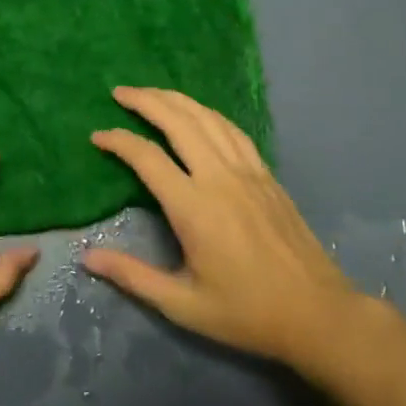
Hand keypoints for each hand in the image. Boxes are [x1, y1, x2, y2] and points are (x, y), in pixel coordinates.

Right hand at [83, 87, 382, 381]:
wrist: (318, 314)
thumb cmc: (246, 313)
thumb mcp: (183, 304)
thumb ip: (133, 276)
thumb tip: (87, 257)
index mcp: (194, 207)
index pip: (147, 158)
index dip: (118, 141)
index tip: (97, 136)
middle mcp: (219, 178)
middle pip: (178, 122)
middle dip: (146, 101)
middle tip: (120, 91)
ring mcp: (247, 172)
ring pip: (207, 119)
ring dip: (176, 99)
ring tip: (151, 92)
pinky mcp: (266, 176)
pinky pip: (233, 131)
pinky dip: (208, 113)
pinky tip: (198, 112)